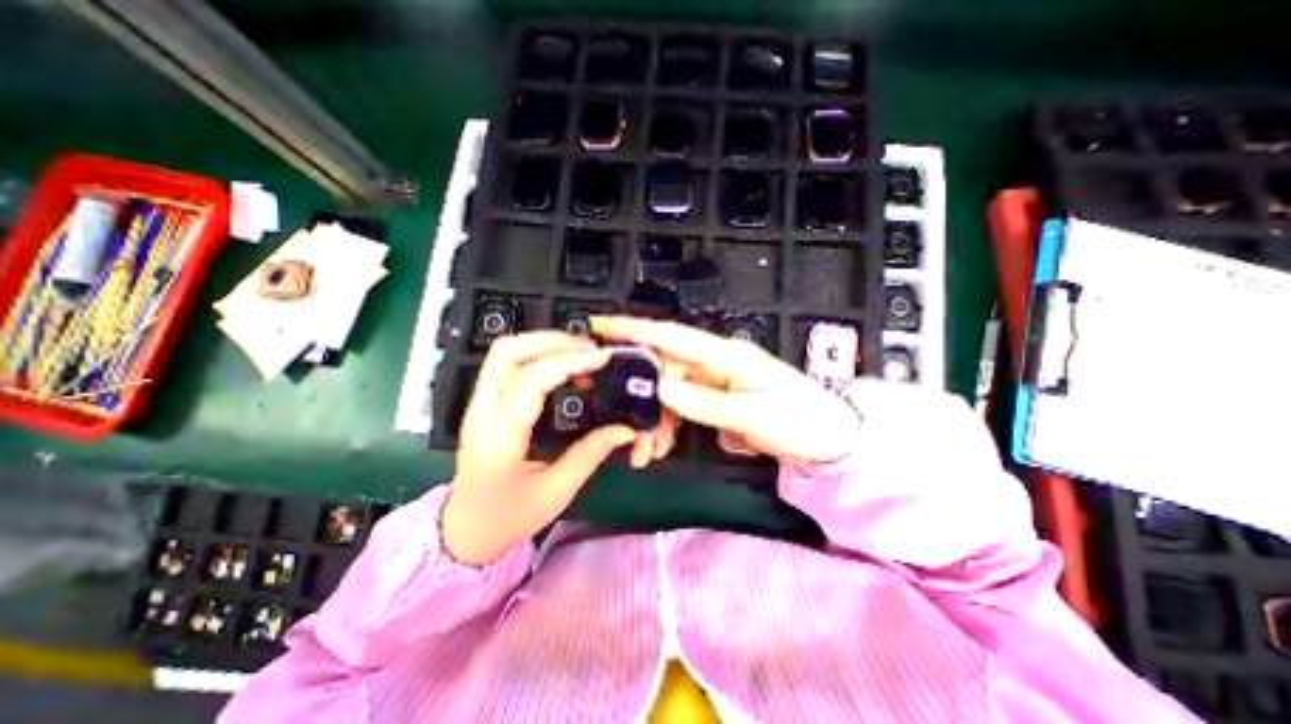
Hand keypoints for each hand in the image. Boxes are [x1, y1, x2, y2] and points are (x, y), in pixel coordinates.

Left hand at [446, 332, 675, 565]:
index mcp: (499, 443)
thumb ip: (591, 454)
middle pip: (506, 354)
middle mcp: (481, 416)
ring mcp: (477, 406)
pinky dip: (537, 354)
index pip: (528, 383)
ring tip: (579, 353)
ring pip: (503, 353)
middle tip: (589, 350)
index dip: (566, 363)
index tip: (599, 358)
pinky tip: (562, 366)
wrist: (466, 530)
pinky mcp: (482, 403)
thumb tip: (626, 428)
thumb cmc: (510, 517)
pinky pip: (506, 364)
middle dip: (552, 341)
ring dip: (543, 343)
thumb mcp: (557, 491)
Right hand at [593, 316, 855, 463]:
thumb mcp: (751, 416)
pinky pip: (680, 406)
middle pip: (663, 369)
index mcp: (725, 355)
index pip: (672, 336)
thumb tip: (659, 390)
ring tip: (646, 450)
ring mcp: (713, 380)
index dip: (634, 329)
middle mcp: (714, 362)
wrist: (829, 438)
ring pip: (668, 392)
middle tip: (621, 422)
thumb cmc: (799, 420)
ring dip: (652, 419)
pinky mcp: (714, 397)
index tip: (600, 325)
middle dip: (639, 395)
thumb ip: (702, 403)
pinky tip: (661, 446)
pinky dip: (667, 425)